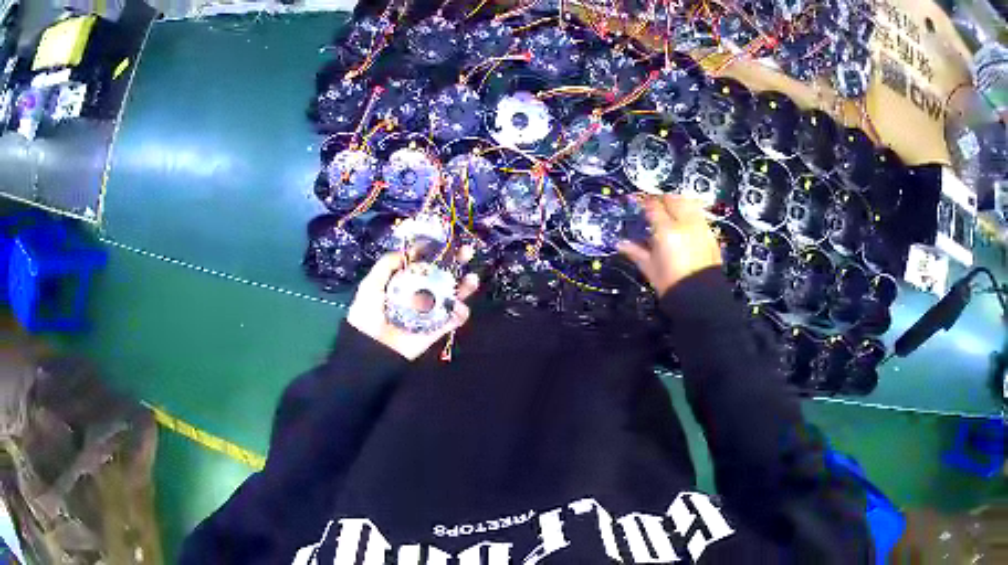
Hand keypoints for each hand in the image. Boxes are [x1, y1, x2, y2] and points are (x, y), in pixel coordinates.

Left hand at [346, 249, 479, 360]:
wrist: (370, 349)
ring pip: (452, 296)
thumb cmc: (367, 315)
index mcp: (402, 282)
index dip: (435, 252)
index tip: (445, 241)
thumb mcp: (371, 284)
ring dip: (465, 286)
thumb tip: (408, 250)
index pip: (422, 263)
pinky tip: (459, 305)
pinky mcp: (436, 329)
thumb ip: (387, 265)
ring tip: (472, 279)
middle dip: (456, 263)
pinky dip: (460, 312)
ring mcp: (429, 312)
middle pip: (442, 276)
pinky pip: (453, 319)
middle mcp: (418, 294)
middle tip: (467, 252)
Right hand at [618, 195, 721, 296]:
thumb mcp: (650, 268)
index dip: (643, 203)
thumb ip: (636, 252)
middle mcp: (685, 224)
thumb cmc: (672, 285)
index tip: (639, 205)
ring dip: (678, 203)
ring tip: (672, 210)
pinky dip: (691, 214)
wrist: (700, 299)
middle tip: (654, 206)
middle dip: (662, 200)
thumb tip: (622, 244)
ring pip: (689, 203)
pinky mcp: (711, 235)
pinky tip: (686, 223)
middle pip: (672, 199)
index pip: (652, 206)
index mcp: (666, 230)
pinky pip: (700, 215)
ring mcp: (700, 227)